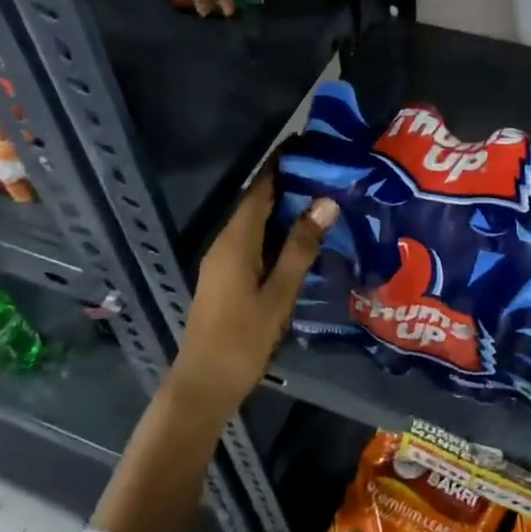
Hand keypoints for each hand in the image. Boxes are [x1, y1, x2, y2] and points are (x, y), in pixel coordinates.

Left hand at [165, 172, 337, 419]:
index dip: (280, 166)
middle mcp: (224, 244)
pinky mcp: (226, 279)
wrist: (203, 385)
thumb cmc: (242, 339)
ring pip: (255, 224)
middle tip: (327, 173)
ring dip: (284, 210)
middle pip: (256, 204)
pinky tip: (301, 241)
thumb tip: (325, 202)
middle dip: (288, 185)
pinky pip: (253, 243)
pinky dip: (276, 233)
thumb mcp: (279, 293)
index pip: (259, 190)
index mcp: (235, 241)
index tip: (308, 146)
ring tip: (322, 200)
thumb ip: (300, 248)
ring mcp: (222, 263)